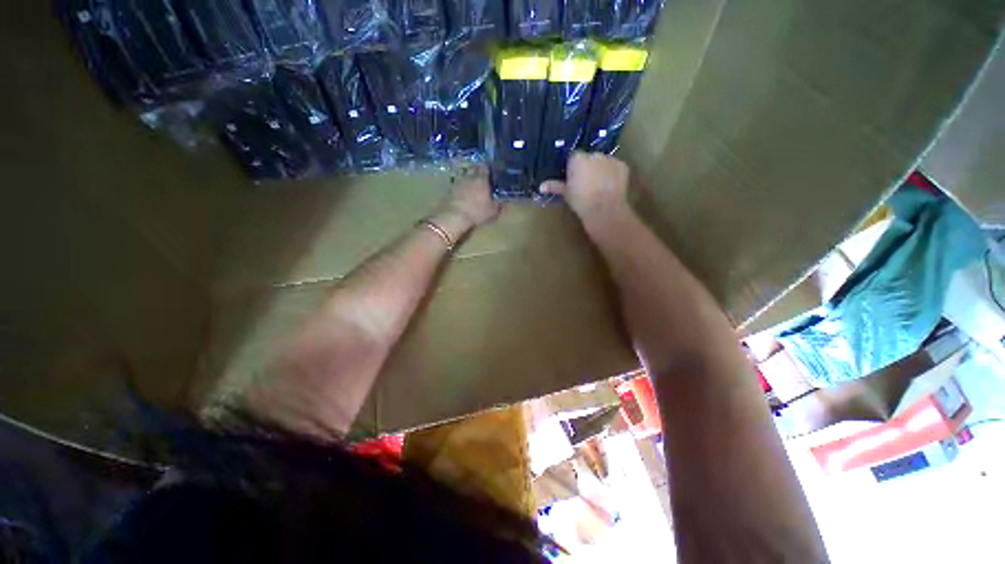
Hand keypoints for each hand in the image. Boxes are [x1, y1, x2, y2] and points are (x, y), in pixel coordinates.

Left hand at [443, 169, 500, 227]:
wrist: (454, 217)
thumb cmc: (477, 212)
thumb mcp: (493, 211)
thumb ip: (499, 204)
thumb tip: (504, 201)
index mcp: (481, 179)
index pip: (485, 167)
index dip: (488, 167)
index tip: (491, 169)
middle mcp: (469, 177)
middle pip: (473, 169)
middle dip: (477, 171)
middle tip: (482, 176)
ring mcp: (457, 182)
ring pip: (464, 175)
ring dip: (468, 178)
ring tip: (472, 184)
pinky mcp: (449, 189)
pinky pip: (456, 184)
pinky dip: (460, 186)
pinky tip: (462, 192)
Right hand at [540, 152, 629, 224]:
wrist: (604, 209)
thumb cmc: (580, 201)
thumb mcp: (566, 194)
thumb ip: (555, 186)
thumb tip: (541, 186)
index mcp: (577, 159)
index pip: (573, 157)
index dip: (573, 167)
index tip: (573, 178)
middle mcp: (594, 154)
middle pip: (589, 157)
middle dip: (587, 167)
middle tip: (585, 183)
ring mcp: (610, 159)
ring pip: (603, 161)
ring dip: (600, 169)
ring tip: (599, 186)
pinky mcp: (622, 166)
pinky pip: (615, 167)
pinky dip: (612, 174)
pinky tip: (610, 186)